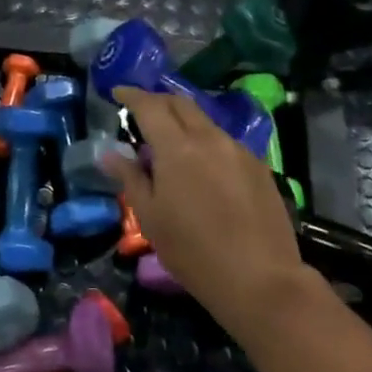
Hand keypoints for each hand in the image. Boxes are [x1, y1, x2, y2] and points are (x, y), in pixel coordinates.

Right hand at [102, 87, 312, 336]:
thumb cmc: (193, 252)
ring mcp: (238, 149)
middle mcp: (209, 138)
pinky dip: (205, 141)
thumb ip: (130, 178)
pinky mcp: (258, 165)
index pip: (150, 105)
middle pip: (180, 103)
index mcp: (177, 147)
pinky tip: (202, 166)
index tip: (118, 91)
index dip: (132, 94)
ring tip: (170, 141)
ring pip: (204, 121)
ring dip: (183, 121)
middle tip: (141, 111)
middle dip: (158, 100)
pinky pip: (224, 141)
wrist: (261, 280)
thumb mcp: (151, 218)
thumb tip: (110, 153)